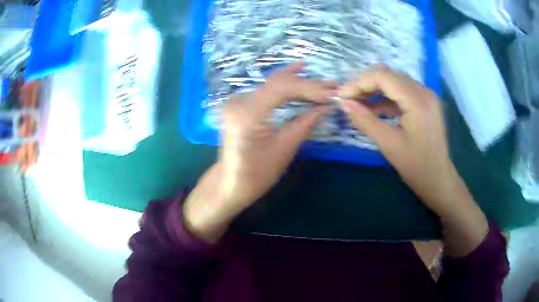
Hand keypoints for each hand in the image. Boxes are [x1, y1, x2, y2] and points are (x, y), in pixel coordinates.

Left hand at [184, 63, 334, 242]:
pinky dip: (285, 85)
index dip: (310, 88)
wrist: (230, 183)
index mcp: (248, 113)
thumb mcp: (285, 149)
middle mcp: (239, 100)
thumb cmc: (257, 174)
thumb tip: (328, 105)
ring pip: (272, 83)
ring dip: (298, 82)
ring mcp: (237, 99)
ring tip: (323, 83)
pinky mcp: (239, 103)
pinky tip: (298, 71)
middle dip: (307, 84)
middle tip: (333, 85)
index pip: (282, 88)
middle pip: (278, 82)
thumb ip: (306, 123)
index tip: (332, 92)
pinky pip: (266, 89)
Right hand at [338, 65, 456, 213]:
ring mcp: (425, 96)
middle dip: (365, 83)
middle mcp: (423, 91)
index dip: (358, 83)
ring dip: (374, 89)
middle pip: (388, 75)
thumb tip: (343, 104)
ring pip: (394, 81)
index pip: (383, 77)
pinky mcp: (425, 103)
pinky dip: (385, 98)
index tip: (341, 95)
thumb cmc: (416, 166)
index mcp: (417, 100)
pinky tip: (373, 109)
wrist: (438, 179)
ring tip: (357, 103)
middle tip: (348, 98)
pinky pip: (401, 92)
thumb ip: (365, 121)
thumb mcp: (388, 144)